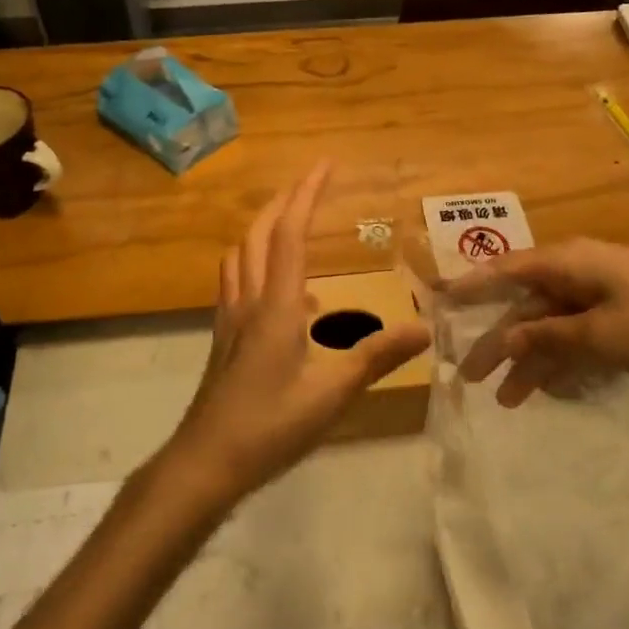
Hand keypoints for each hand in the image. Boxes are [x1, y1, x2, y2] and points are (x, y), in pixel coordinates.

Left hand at [163, 164, 431, 505]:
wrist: (205, 462)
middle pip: (260, 234)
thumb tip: (423, 327)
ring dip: (264, 227)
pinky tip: (278, 289)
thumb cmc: (270, 426)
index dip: (307, 195)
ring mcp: (230, 318)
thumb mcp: (331, 394)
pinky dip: (255, 262)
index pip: (291, 234)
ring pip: (241, 254)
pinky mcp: (222, 338)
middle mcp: (249, 301)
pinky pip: (236, 281)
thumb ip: (376, 357)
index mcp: (276, 306)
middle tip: (310, 182)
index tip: (325, 165)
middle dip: (284, 201)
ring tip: (289, 220)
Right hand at [448, 238, 628, 406]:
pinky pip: (577, 335)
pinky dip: (561, 360)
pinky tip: (547, 389)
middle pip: (526, 306)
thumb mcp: (598, 334)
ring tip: (506, 400)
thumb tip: (506, 338)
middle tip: (469, 375)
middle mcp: (578, 273)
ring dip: (529, 360)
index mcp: (567, 263)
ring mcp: (600, 294)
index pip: (506, 271)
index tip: (438, 301)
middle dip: (498, 341)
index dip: (471, 286)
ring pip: (551, 325)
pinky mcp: (621, 315)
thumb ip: (548, 337)